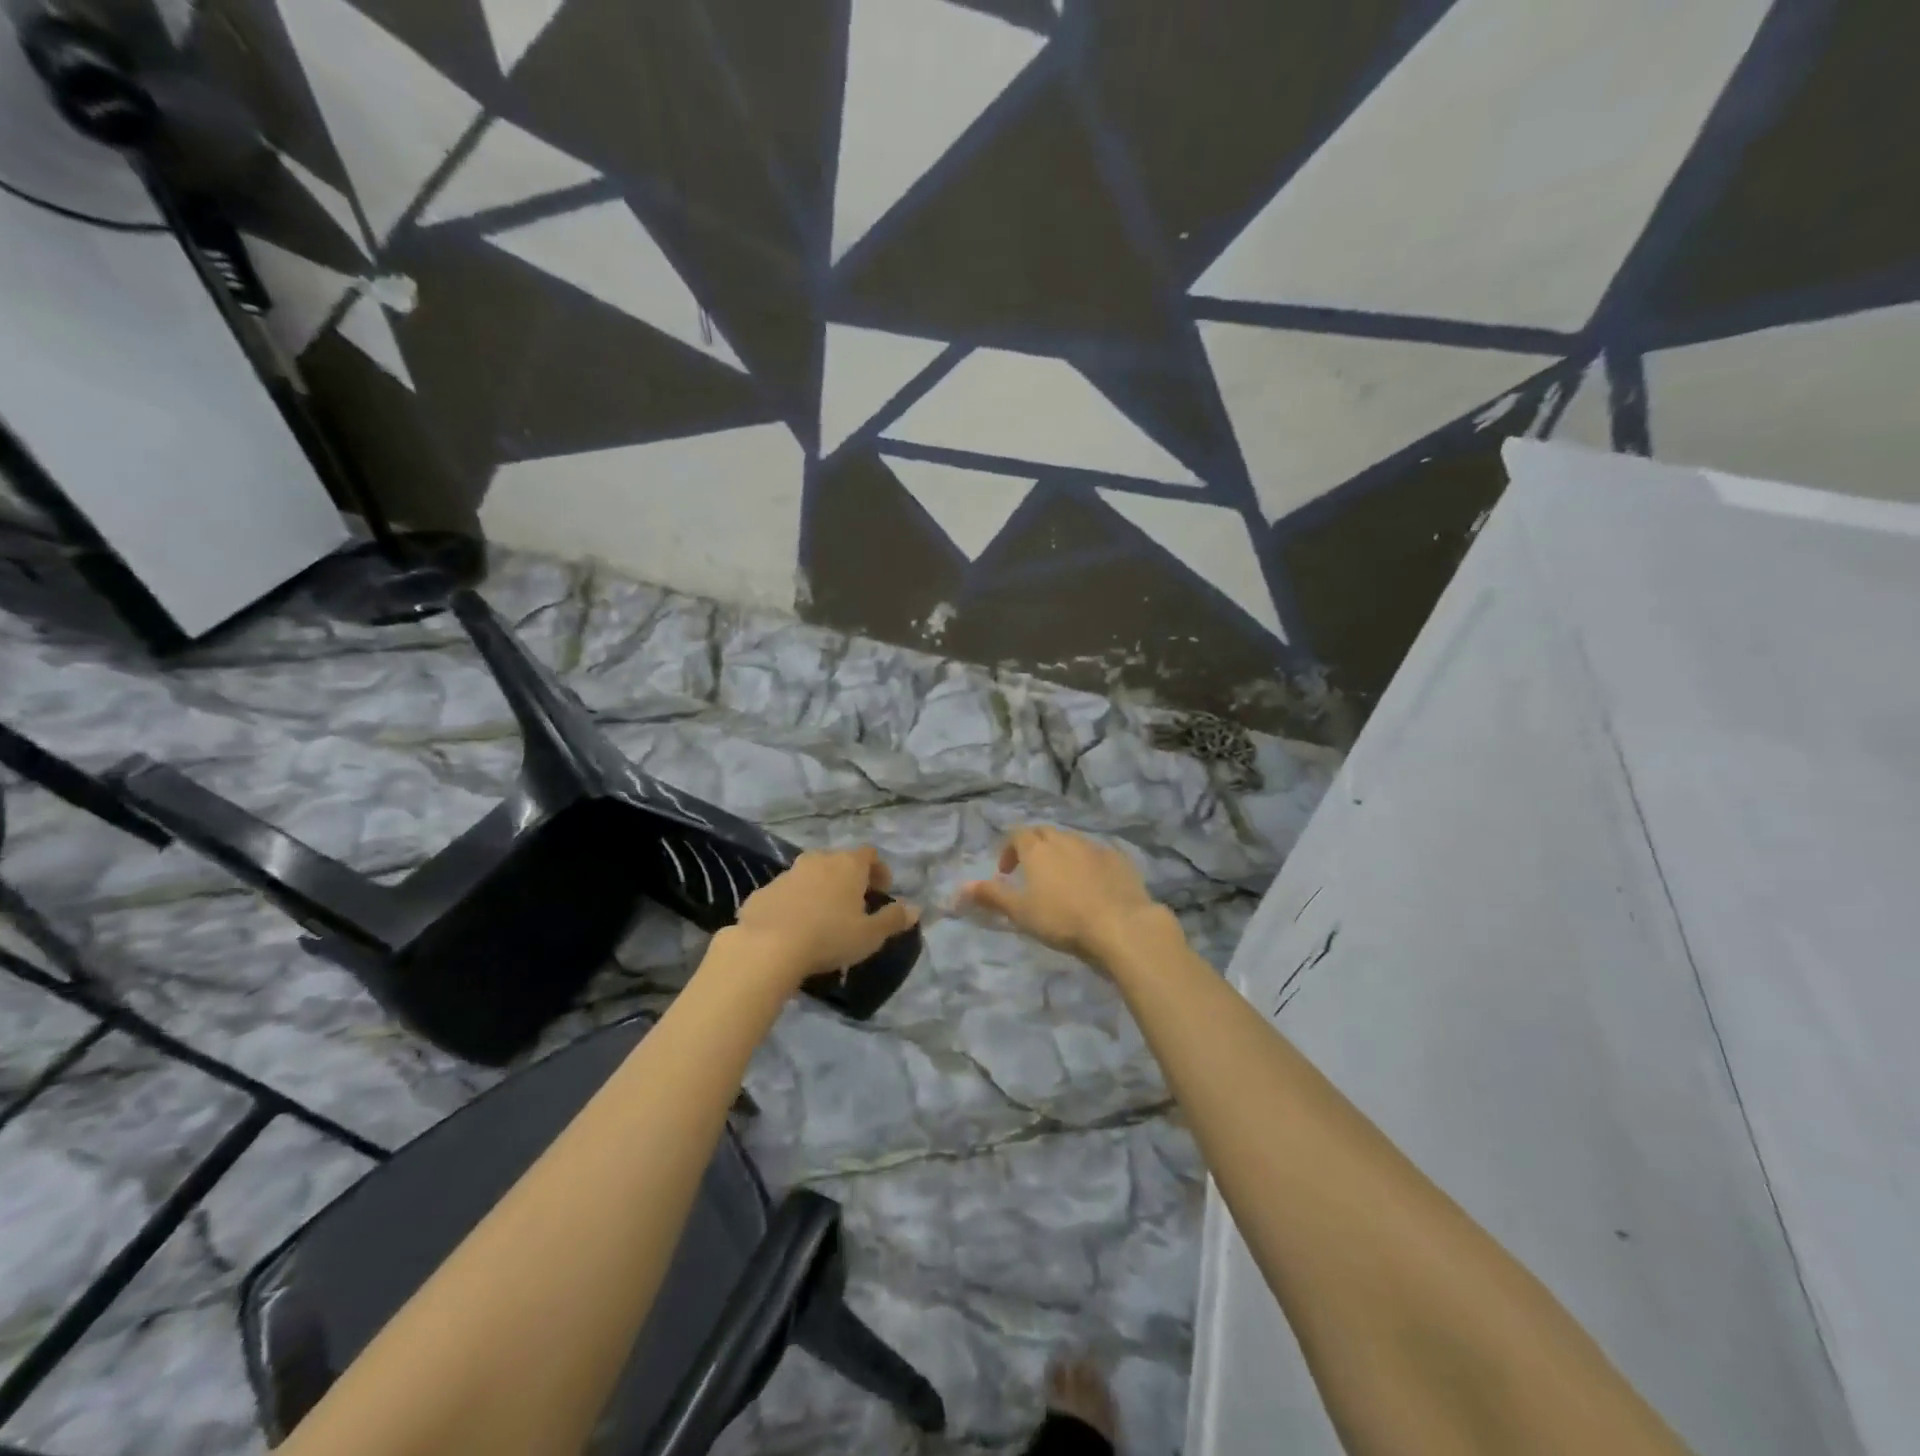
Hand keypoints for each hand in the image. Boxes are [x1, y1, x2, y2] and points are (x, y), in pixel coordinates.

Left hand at [732, 847, 918, 984]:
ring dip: (819, 889)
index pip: (869, 854)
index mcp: (848, 865)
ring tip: (822, 917)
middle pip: (838, 862)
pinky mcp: (763, 891)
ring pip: (810, 875)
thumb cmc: (829, 937)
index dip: (879, 870)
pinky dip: (793, 903)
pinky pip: (785, 893)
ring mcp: (787, 873)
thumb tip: (915, 909)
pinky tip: (793, 927)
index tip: (882, 891)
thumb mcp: (870, 935)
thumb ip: (893, 919)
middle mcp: (818, 860)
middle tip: (854, 905)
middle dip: (848, 879)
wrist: (767, 947)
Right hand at [957, 826, 1177, 967]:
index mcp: (1038, 849)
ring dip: (1061, 853)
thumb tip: (959, 887)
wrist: (1120, 925)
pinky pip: (1097, 853)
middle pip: (1044, 832)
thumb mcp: (1020, 912)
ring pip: (1071, 840)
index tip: (1006, 872)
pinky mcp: (1119, 859)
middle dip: (1034, 846)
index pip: (1018, 835)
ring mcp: (1094, 847)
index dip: (1009, 849)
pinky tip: (1092, 884)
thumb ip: (991, 896)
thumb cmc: (1062, 919)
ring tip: (1061, 879)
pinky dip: (1087, 862)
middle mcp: (1065, 840)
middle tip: (1031, 871)